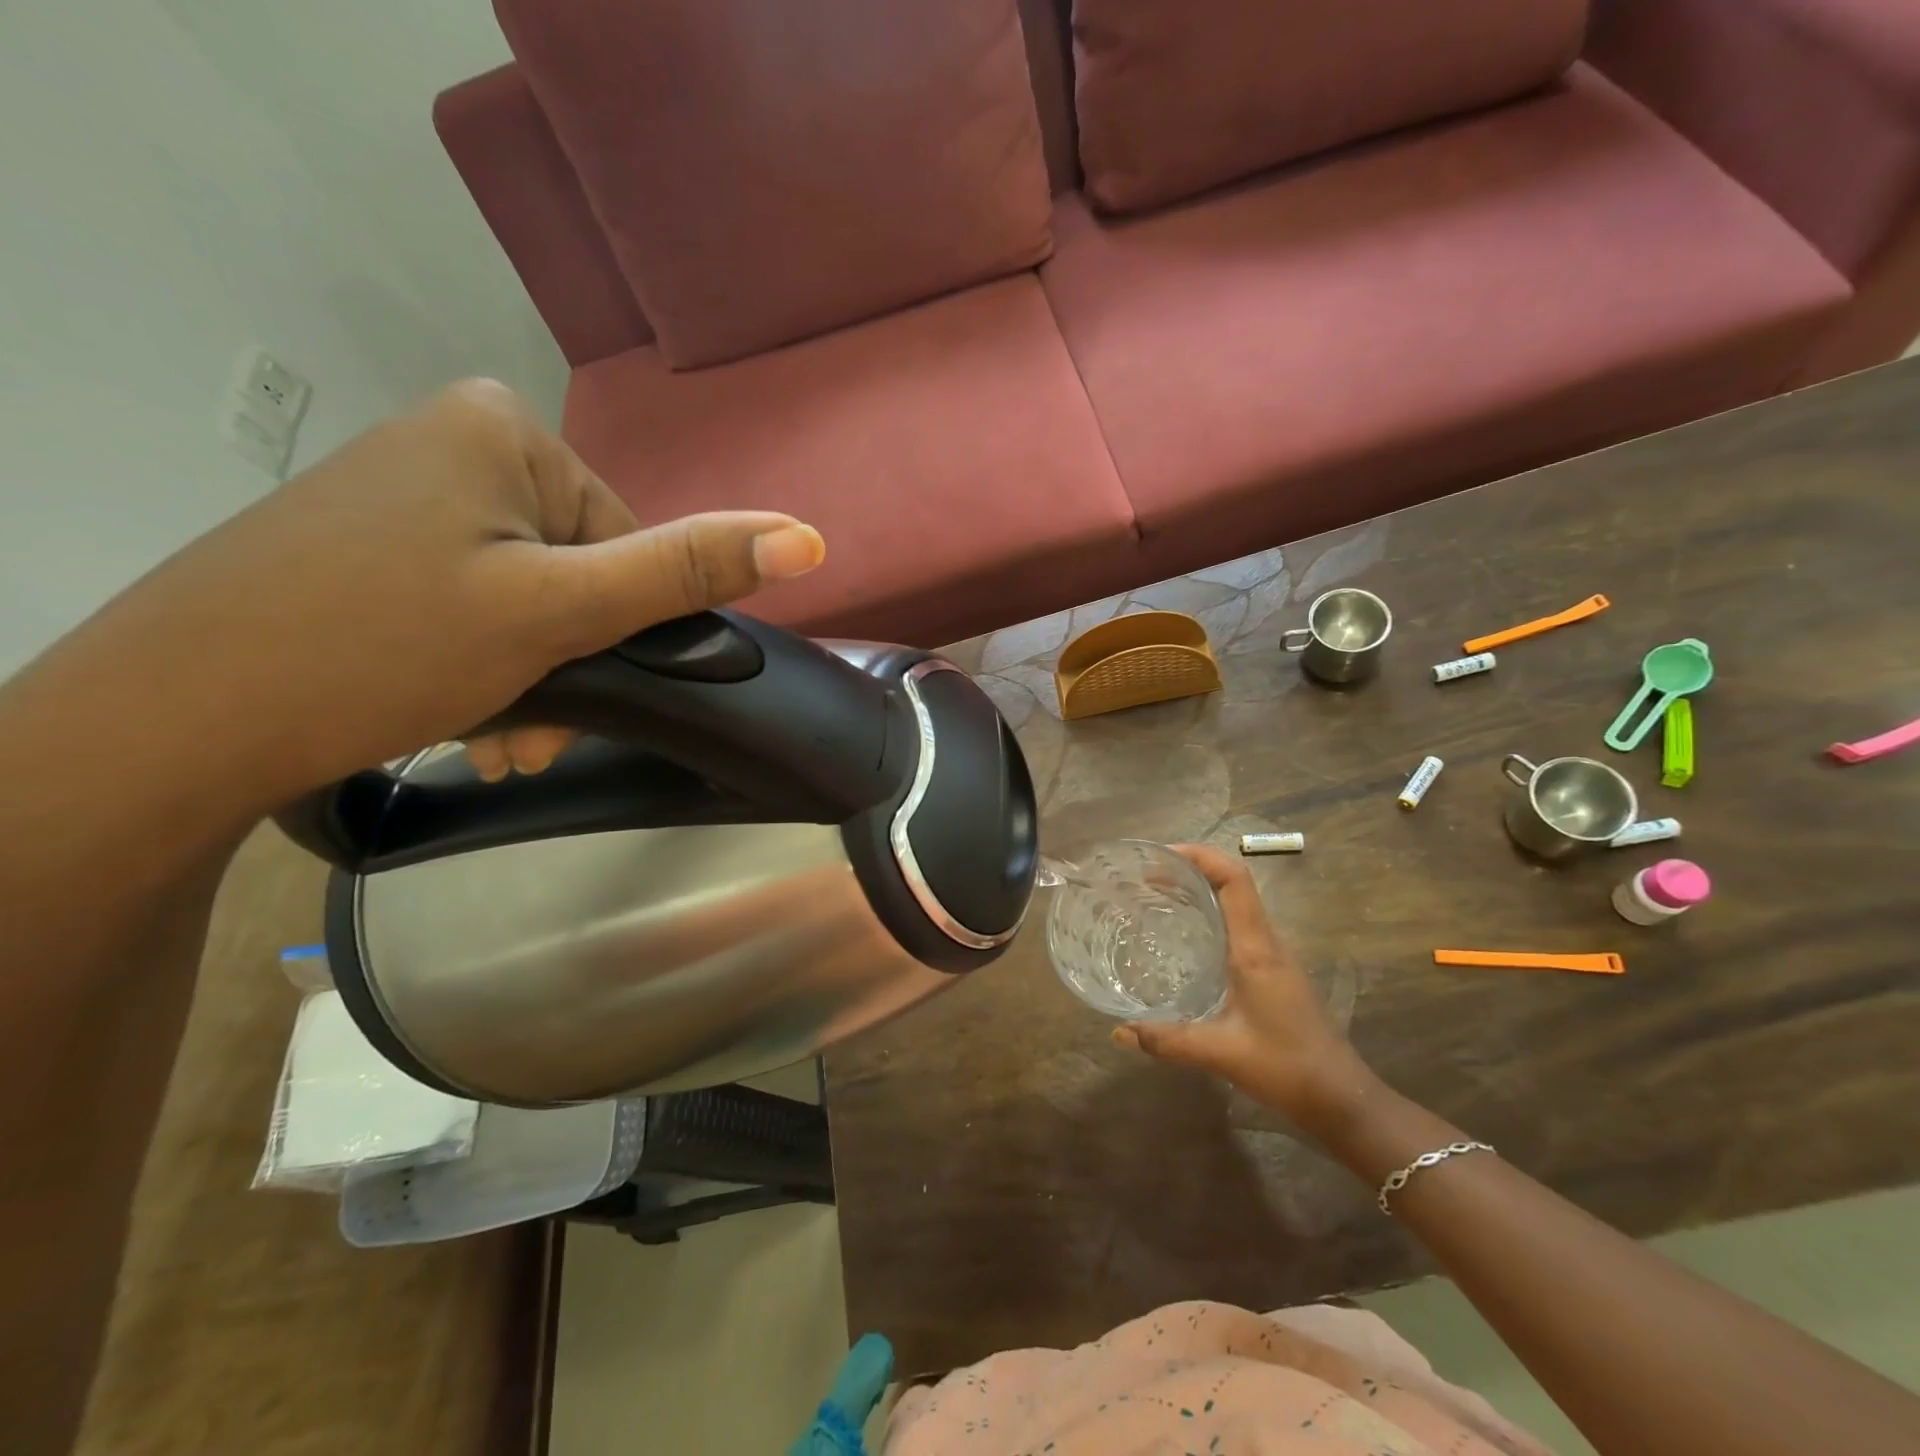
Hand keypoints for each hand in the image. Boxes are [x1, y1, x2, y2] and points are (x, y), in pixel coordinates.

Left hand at [124, 379, 823, 799]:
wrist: (173, 717)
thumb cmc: (385, 647)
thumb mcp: (561, 611)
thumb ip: (685, 571)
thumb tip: (808, 539)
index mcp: (507, 431)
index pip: (627, 538)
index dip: (619, 623)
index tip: (581, 685)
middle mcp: (457, 441)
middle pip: (576, 570)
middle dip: (571, 661)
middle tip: (534, 732)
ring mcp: (408, 491)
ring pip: (526, 597)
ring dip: (532, 677)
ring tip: (499, 740)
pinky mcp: (372, 542)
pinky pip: (472, 602)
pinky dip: (483, 664)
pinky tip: (462, 718)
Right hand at [1112, 844, 1372, 1128]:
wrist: (1343, 1099)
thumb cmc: (1286, 1067)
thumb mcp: (1220, 1053)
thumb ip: (1168, 1040)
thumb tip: (1119, 1032)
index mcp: (1256, 949)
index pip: (1234, 880)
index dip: (1200, 856)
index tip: (1161, 856)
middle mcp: (1267, 942)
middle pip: (1234, 883)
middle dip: (1192, 870)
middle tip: (1147, 877)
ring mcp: (1275, 956)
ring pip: (1238, 904)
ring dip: (1202, 891)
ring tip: (1158, 898)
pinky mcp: (1275, 972)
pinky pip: (1240, 927)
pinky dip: (1211, 916)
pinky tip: (1187, 939)